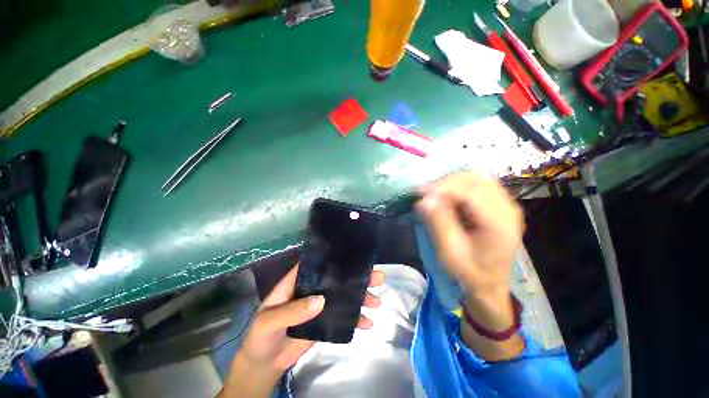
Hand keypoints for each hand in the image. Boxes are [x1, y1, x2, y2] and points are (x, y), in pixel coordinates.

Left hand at [221, 264, 384, 396]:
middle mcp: (312, 289)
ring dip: (360, 296)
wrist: (264, 364)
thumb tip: (320, 300)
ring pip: (343, 296)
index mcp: (297, 282)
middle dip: (357, 276)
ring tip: (376, 301)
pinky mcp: (325, 322)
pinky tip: (367, 322)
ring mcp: (320, 306)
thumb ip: (292, 311)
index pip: (317, 264)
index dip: (334, 258)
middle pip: (336, 278)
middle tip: (377, 277)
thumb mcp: (269, 321)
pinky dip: (355, 318)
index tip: (355, 254)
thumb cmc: (261, 337)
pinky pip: (343, 317)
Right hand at [417, 171, 523, 296]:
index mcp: (500, 224)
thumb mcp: (450, 252)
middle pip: (477, 179)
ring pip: (477, 178)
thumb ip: (439, 223)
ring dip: (452, 182)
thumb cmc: (469, 271)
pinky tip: (447, 196)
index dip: (444, 187)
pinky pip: (478, 184)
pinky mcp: (499, 204)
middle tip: (426, 193)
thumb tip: (424, 199)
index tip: (421, 192)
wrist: (490, 282)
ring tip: (434, 194)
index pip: (472, 192)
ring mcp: (506, 204)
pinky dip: (459, 185)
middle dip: (447, 182)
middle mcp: (508, 208)